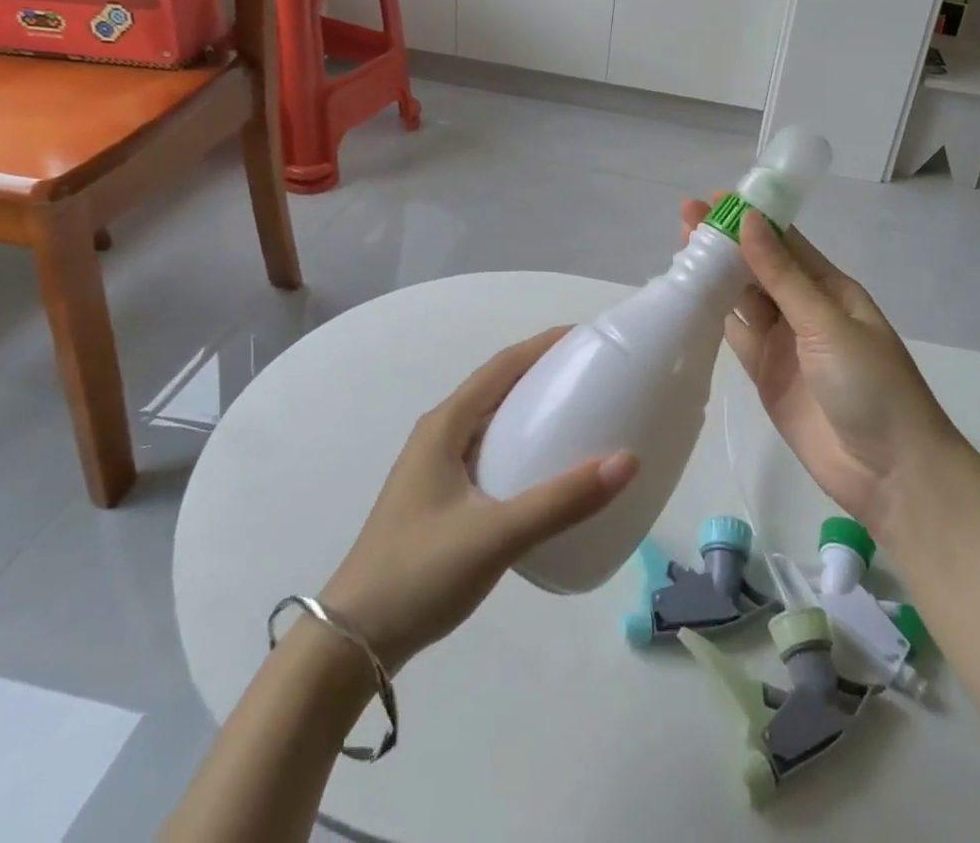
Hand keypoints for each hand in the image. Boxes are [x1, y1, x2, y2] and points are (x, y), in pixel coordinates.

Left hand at [320, 329, 638, 670]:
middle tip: (593, 375)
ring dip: (531, 408)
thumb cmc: (419, 573)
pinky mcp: (440, 497)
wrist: (352, 642)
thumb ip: (561, 501)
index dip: (544, 345)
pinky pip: (489, 451)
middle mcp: (439, 434)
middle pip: (498, 386)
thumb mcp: (495, 535)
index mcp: (445, 425)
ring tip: (579, 414)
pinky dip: (520, 443)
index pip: (502, 366)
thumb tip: (627, 461)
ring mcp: (436, 467)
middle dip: (543, 372)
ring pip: (492, 420)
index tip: (588, 337)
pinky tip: (545, 469)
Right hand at [682, 198, 966, 541]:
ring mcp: (784, 343)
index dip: (750, 219)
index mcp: (830, 289)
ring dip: (715, 276)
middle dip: (725, 243)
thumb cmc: (871, 386)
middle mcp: (804, 309)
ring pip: (743, 299)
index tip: (713, 199)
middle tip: (685, 219)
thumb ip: (782, 276)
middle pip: (758, 268)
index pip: (784, 242)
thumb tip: (750, 221)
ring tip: (680, 251)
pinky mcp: (766, 375)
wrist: (891, 474)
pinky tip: (688, 299)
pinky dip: (713, 318)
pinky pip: (736, 337)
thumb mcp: (827, 323)